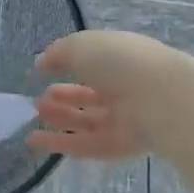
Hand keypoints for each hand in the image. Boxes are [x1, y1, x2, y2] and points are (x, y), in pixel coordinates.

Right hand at [27, 29, 182, 160]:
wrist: (158, 98)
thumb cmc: (118, 62)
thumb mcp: (80, 46)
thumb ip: (57, 54)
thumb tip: (41, 64)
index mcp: (120, 60)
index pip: (92, 65)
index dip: (67, 67)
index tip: (43, 73)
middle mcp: (125, 89)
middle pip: (89, 97)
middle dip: (62, 98)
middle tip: (38, 101)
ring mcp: (125, 120)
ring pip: (87, 121)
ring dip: (59, 119)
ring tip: (35, 116)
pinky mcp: (122, 146)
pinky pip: (87, 145)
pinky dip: (60, 143)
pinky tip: (34, 141)